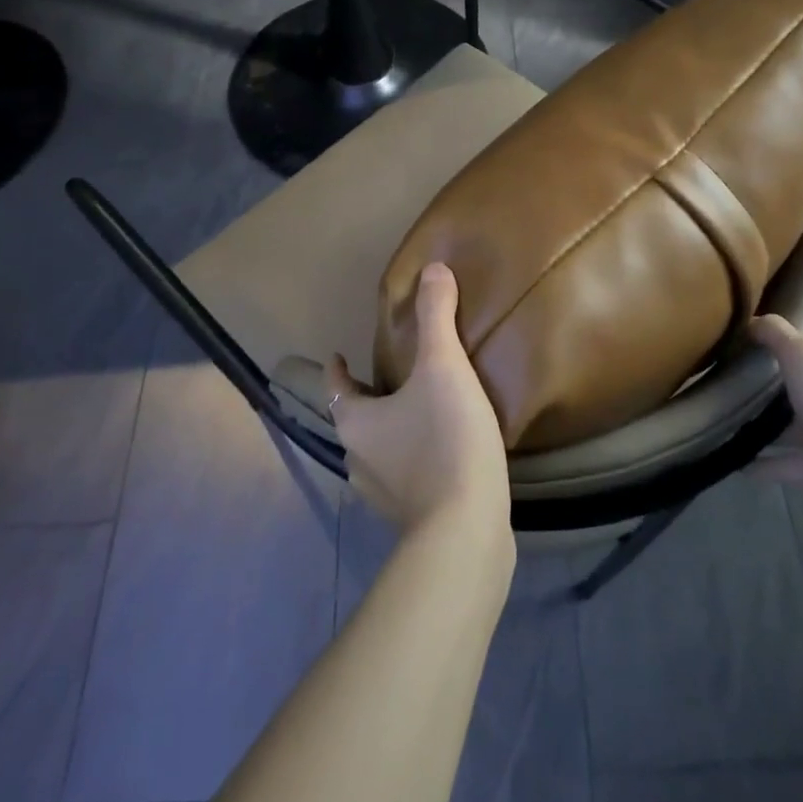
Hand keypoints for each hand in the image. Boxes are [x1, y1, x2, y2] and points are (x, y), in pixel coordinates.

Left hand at [328, 264, 511, 538]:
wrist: (466, 531)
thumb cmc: (445, 440)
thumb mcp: (443, 367)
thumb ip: (437, 317)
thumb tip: (433, 269)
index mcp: (356, 423)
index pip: (336, 388)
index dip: (337, 370)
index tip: (339, 355)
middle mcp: (358, 460)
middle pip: (356, 420)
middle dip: (368, 399)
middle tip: (391, 378)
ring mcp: (382, 496)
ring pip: (379, 452)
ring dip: (392, 431)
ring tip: (418, 412)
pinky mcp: (411, 519)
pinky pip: (405, 477)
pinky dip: (414, 460)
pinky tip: (442, 454)